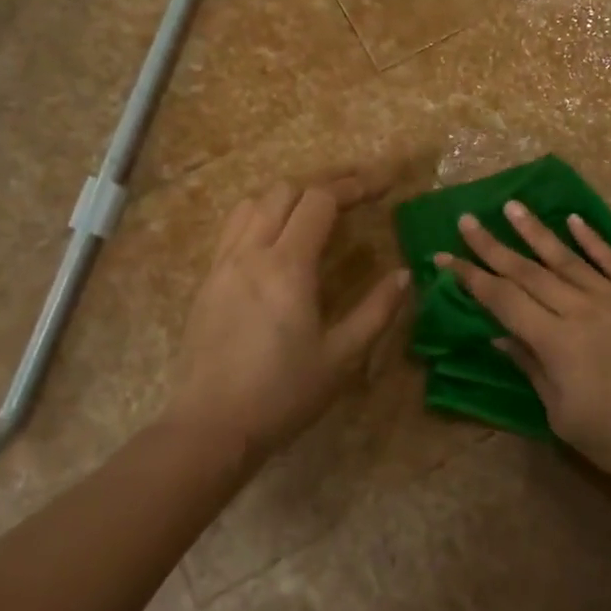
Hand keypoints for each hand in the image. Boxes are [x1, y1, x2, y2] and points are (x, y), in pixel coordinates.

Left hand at [168, 175, 408, 457]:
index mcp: (287, 266)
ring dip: (289, 196)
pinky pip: (234, 228)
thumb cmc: (282, 395)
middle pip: (286, 191)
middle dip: (325, 184)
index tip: (383, 184)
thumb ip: (377, 311)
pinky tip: (277, 239)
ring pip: (254, 203)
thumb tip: (403, 275)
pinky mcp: (207, 281)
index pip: (320, 201)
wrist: (210, 427)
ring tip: (316, 211)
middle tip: (357, 193)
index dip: (355, 186)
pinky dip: (262, 215)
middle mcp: (251, 253)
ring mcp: (223, 264)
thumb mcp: (342, 357)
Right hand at [436, 201, 610, 495]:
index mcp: (558, 343)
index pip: (503, 300)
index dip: (471, 278)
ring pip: (567, 257)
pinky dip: (591, 238)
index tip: (444, 258)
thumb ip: (531, 368)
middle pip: (528, 271)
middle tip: (466, 220)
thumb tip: (499, 335)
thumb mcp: (564, 416)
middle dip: (492, 246)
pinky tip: (572, 219)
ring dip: (535, 231)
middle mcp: (583, 309)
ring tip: (509, 206)